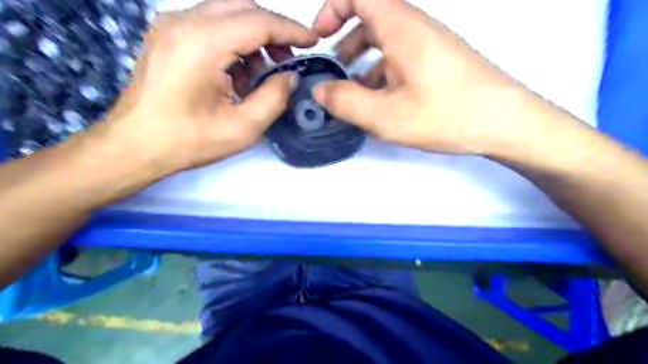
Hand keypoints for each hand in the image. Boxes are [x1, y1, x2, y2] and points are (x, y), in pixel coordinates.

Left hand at [96, 0, 316, 174]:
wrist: (135, 146)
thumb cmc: (189, 141)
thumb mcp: (243, 128)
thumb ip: (274, 97)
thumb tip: (291, 76)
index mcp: (202, 43)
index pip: (258, 21)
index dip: (291, 29)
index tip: (313, 42)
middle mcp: (183, 22)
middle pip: (243, 6)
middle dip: (273, 29)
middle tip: (288, 58)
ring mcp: (170, 24)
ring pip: (226, 12)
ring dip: (253, 35)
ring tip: (262, 71)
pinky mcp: (166, 34)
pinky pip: (210, 23)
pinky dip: (233, 40)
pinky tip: (237, 71)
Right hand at [311, 0, 564, 155]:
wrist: (505, 123)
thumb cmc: (445, 114)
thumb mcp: (385, 115)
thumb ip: (346, 102)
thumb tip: (320, 91)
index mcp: (401, 27)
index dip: (332, 8)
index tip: (320, 38)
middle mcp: (415, 27)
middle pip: (370, 18)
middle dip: (344, 42)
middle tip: (333, 73)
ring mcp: (429, 44)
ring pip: (385, 40)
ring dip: (363, 60)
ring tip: (353, 93)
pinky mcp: (437, 61)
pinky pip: (400, 57)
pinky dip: (382, 72)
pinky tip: (380, 101)